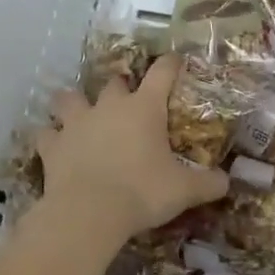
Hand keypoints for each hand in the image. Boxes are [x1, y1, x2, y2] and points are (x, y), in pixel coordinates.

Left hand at [35, 55, 230, 249]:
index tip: (176, 60)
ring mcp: (76, 124)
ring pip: (69, 98)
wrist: (89, 214)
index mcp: (144, 108)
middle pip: (114, 81)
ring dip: (75, 102)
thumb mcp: (185, 191)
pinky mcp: (52, 146)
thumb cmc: (142, 193)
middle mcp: (109, 106)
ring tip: (81, 113)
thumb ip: (209, 183)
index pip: (162, 72)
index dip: (171, 64)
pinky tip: (56, 144)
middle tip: (129, 102)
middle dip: (121, 87)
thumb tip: (228, 182)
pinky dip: (51, 136)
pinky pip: (47, 133)